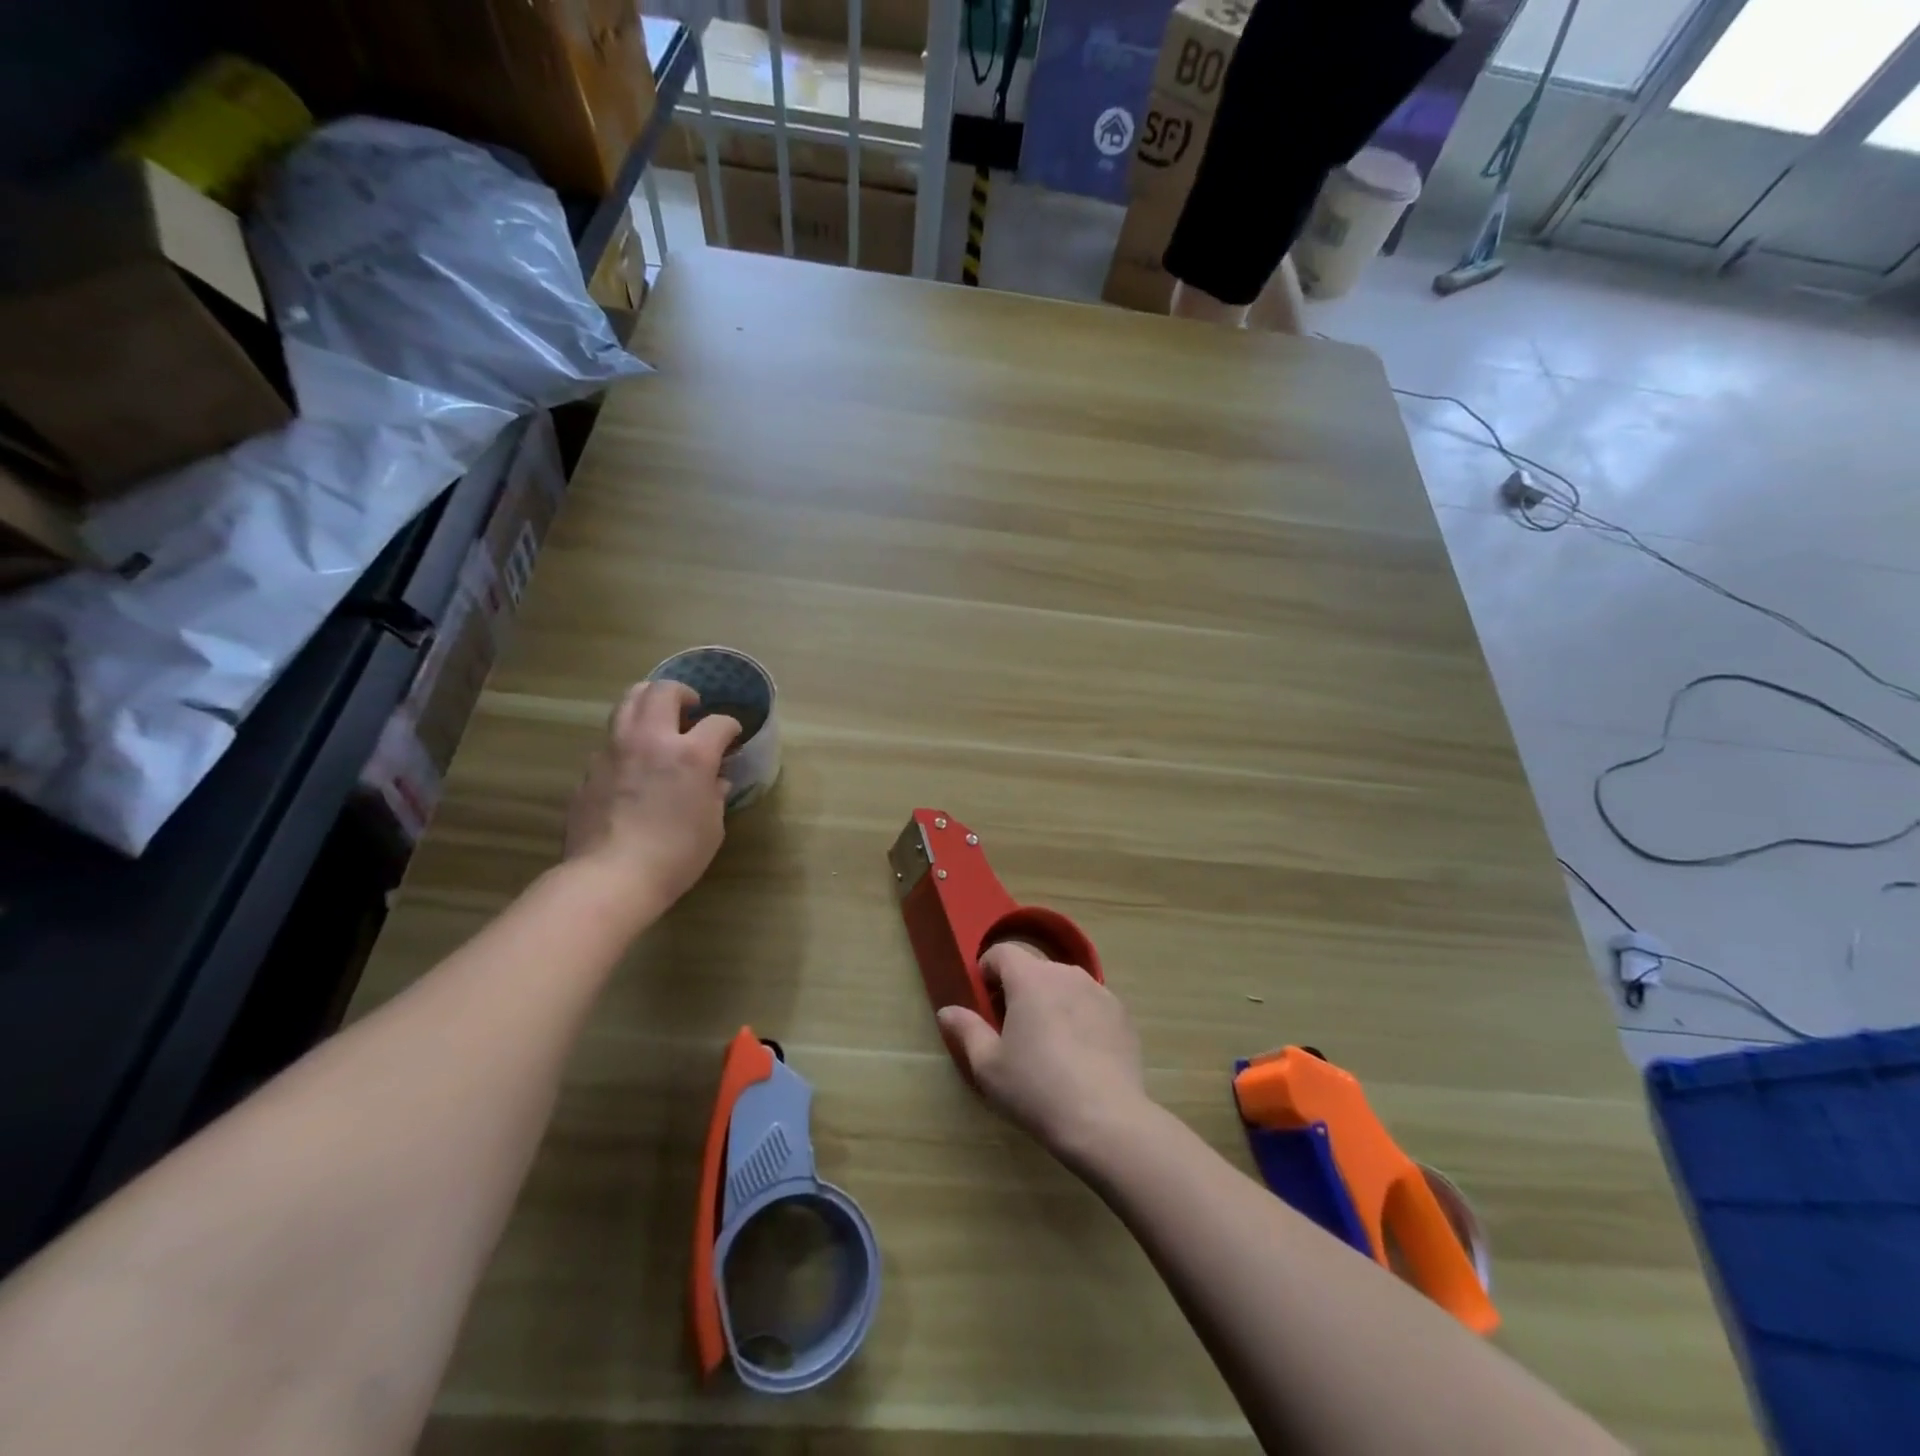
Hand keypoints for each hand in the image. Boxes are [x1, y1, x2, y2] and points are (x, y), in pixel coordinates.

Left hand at [563, 680, 739, 906]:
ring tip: (659, 719)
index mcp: (691, 753)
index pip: (718, 723)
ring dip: (649, 702)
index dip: (730, 726)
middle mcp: (651, 739)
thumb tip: (715, 781)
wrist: (610, 877)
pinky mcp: (590, 768)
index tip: (733, 736)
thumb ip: (714, 794)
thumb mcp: (712, 826)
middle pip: (663, 691)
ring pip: (628, 702)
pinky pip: (611, 738)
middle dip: (683, 693)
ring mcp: (615, 750)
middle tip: (691, 708)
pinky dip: (628, 738)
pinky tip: (634, 761)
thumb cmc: (675, 855)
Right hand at [935, 943, 1148, 1165]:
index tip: (985, 1002)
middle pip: (1034, 969)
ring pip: (1065, 985)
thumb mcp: (988, 1065)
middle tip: (1012, 1030)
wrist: (1105, 1120)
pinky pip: (1091, 1005)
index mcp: (1030, 978)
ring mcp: (1099, 991)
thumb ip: (966, 1030)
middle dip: (1019, 989)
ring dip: (1051, 1002)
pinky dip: (1080, 1018)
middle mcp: (1066, 973)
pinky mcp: (1122, 1015)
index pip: (1002, 952)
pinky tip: (1080, 1056)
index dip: (988, 971)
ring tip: (1049, 1044)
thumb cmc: (1036, 1088)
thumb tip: (947, 1010)